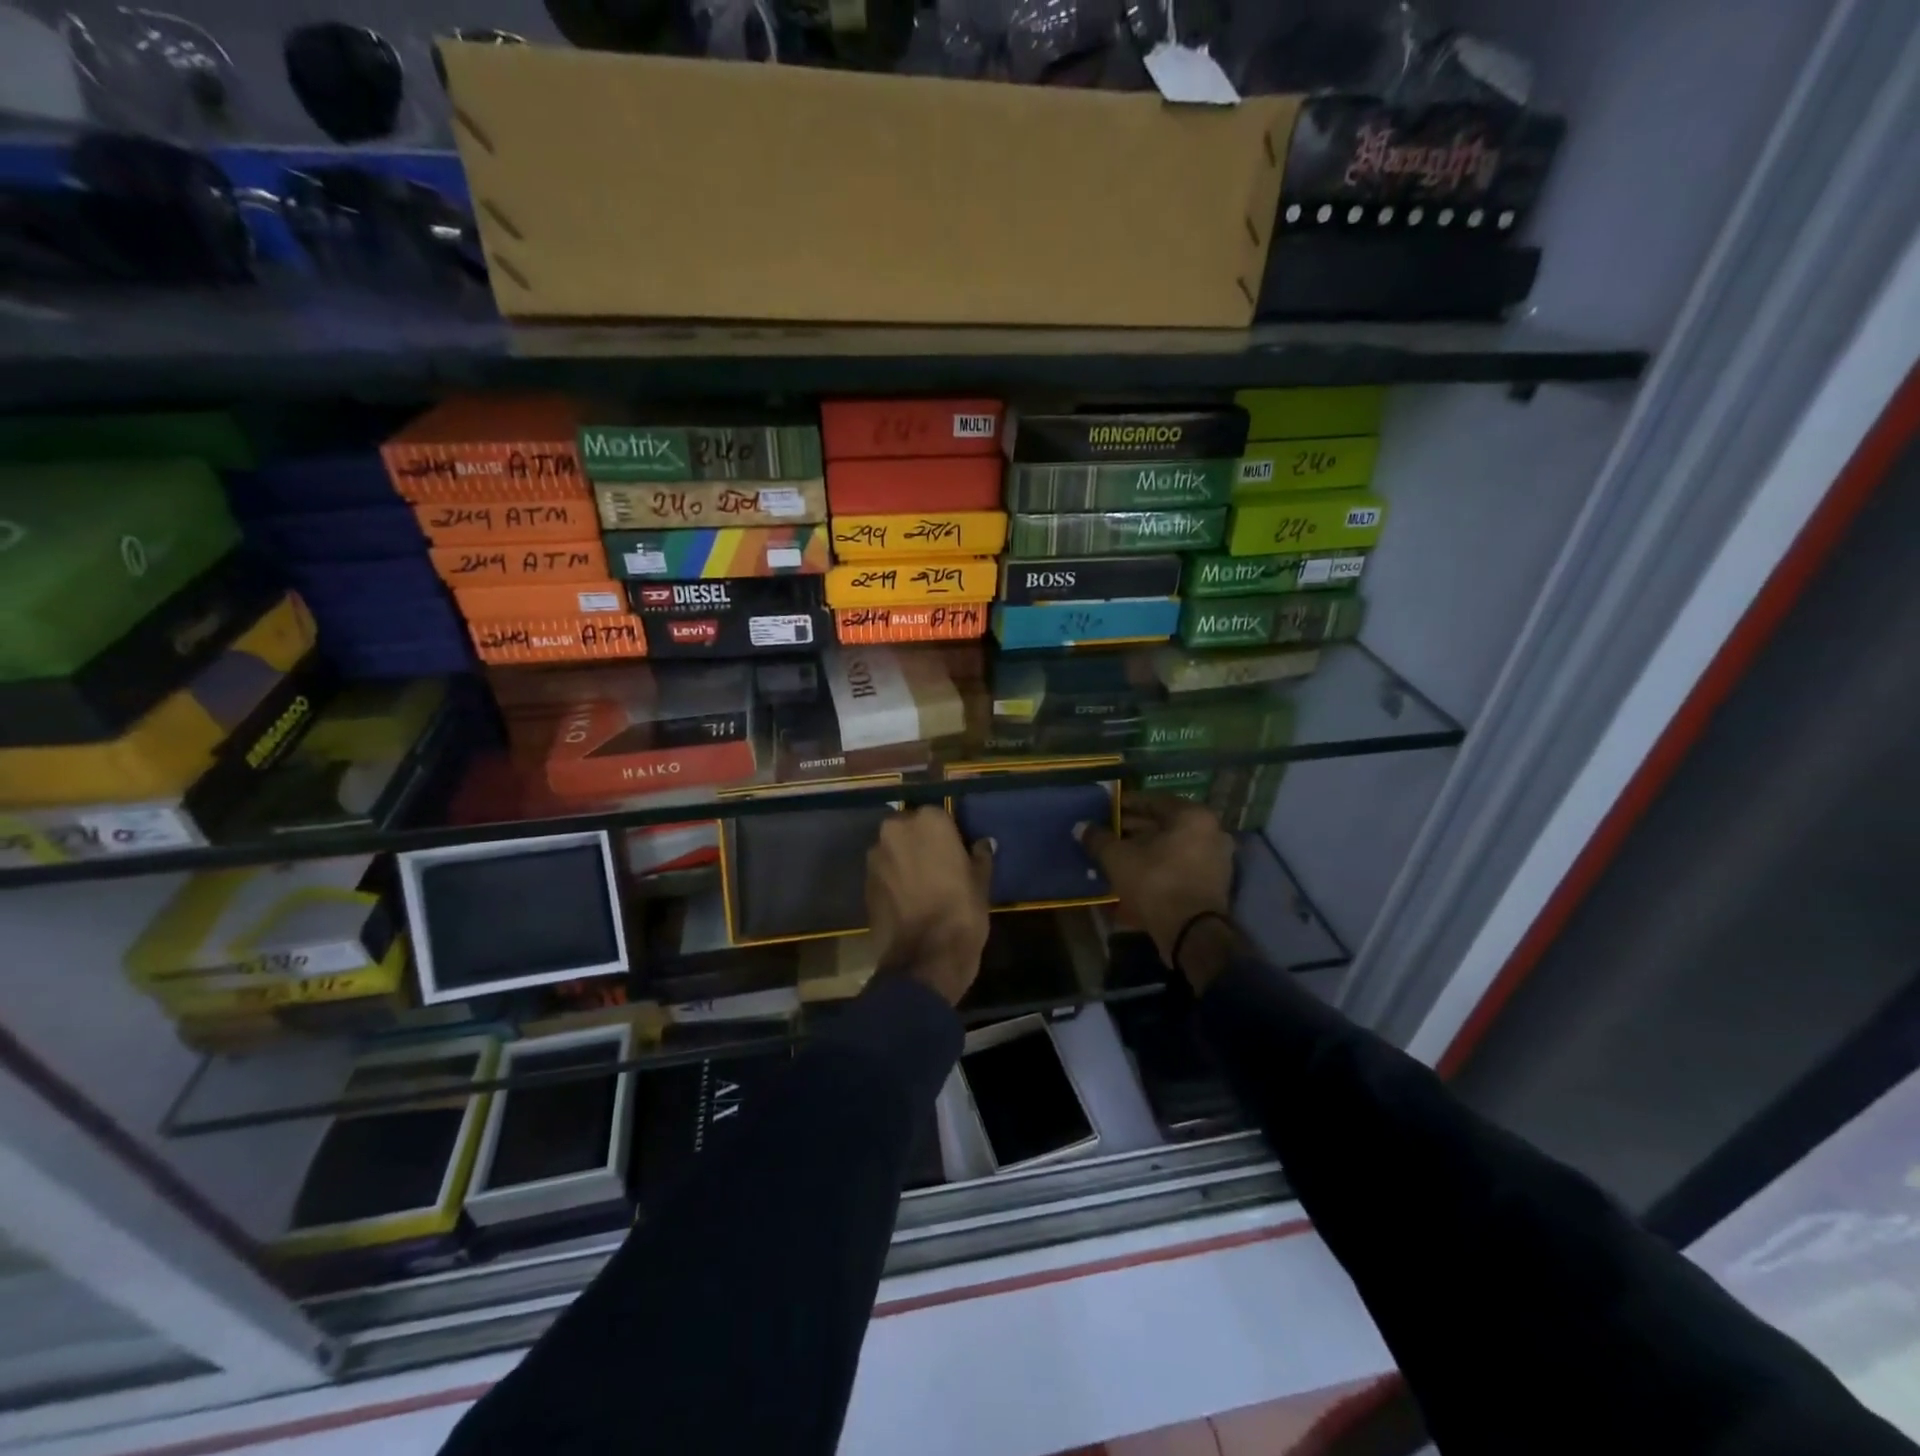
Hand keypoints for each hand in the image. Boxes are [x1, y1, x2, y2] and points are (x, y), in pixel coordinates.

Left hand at [866, 807, 993, 1005]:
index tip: (956, 851)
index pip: (938, 815)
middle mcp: (896, 830)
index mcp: (928, 821)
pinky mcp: (864, 882)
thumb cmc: (961, 911)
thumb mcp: (981, 882)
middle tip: (938, 866)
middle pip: (910, 829)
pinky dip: (893, 880)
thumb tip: (983, 844)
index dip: (948, 834)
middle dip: (920, 843)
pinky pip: (883, 872)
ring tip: (921, 885)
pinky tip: (908, 899)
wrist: (925, 957)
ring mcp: (876, 856)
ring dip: (905, 860)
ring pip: (894, 850)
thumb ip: (980, 856)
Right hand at [1080, 794, 1236, 992]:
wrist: (1191, 933)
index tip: (1106, 810)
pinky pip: (1180, 866)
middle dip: (1134, 829)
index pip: (1153, 801)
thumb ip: (1098, 838)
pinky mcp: (1213, 884)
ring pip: (1172, 847)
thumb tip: (1081, 827)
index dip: (1125, 804)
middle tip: (1107, 832)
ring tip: (1117, 854)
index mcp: (1192, 816)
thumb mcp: (1118, 857)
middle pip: (1165, 824)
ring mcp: (1216, 859)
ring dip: (1145, 849)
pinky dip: (1159, 866)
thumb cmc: (1155, 882)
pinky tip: (1135, 873)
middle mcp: (1211, 832)